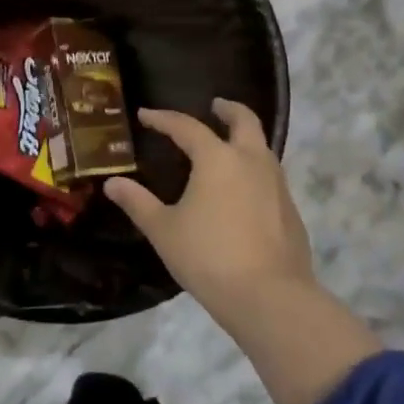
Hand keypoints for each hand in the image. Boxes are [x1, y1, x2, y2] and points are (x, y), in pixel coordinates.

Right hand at [104, 99, 314, 322]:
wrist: (269, 297)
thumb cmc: (208, 256)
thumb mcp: (163, 230)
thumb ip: (137, 203)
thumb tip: (112, 183)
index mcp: (217, 159)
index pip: (187, 127)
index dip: (164, 119)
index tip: (146, 115)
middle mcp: (252, 161)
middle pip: (245, 120)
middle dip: (228, 109)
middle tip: (215, 106)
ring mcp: (277, 185)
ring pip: (263, 148)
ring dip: (244, 139)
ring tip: (226, 149)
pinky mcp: (290, 210)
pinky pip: (271, 177)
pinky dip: (254, 171)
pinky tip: (242, 192)